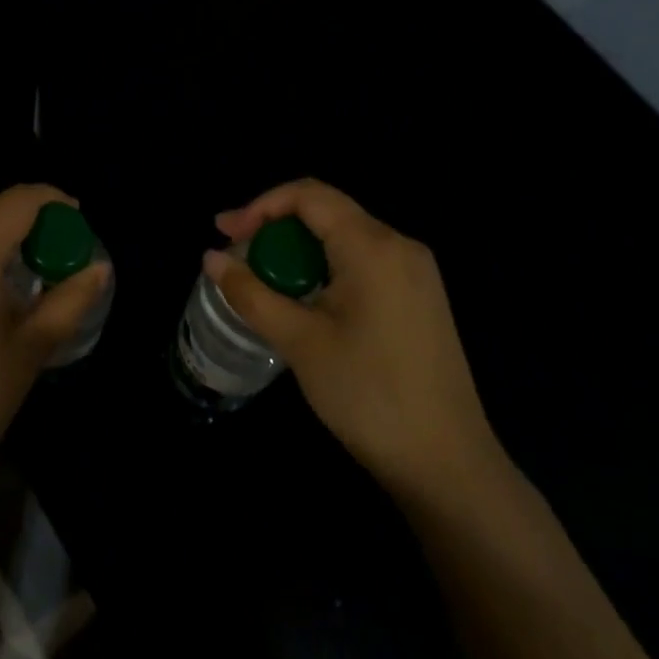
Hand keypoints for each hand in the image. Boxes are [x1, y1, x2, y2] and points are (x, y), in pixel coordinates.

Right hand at [210, 179, 504, 497]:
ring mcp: (416, 272)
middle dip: (275, 228)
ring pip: (344, 238)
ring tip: (263, 281)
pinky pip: (364, 262)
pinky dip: (325, 269)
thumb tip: (211, 258)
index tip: (225, 233)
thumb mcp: (300, 342)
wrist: (447, 463)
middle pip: (327, 212)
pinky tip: (305, 300)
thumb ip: (251, 293)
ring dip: (299, 251)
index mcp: (373, 246)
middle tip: (235, 257)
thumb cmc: (368, 395)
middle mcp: (400, 246)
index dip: (260, 206)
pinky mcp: (420, 298)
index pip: (309, 195)